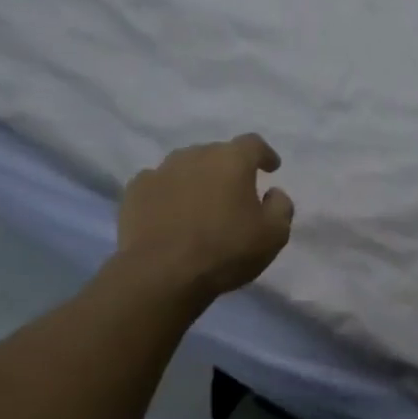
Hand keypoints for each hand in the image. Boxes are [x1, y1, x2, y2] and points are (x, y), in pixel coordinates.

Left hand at [118, 135, 293, 299]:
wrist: (161, 274)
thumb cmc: (225, 251)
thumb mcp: (273, 235)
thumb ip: (281, 207)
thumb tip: (273, 193)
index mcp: (232, 160)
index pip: (253, 144)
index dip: (264, 154)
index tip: (270, 168)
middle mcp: (196, 155)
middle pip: (217, 153)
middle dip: (228, 169)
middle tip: (234, 194)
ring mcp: (161, 170)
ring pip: (186, 166)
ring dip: (196, 179)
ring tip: (200, 203)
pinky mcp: (135, 190)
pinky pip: (158, 184)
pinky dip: (168, 193)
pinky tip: (170, 213)